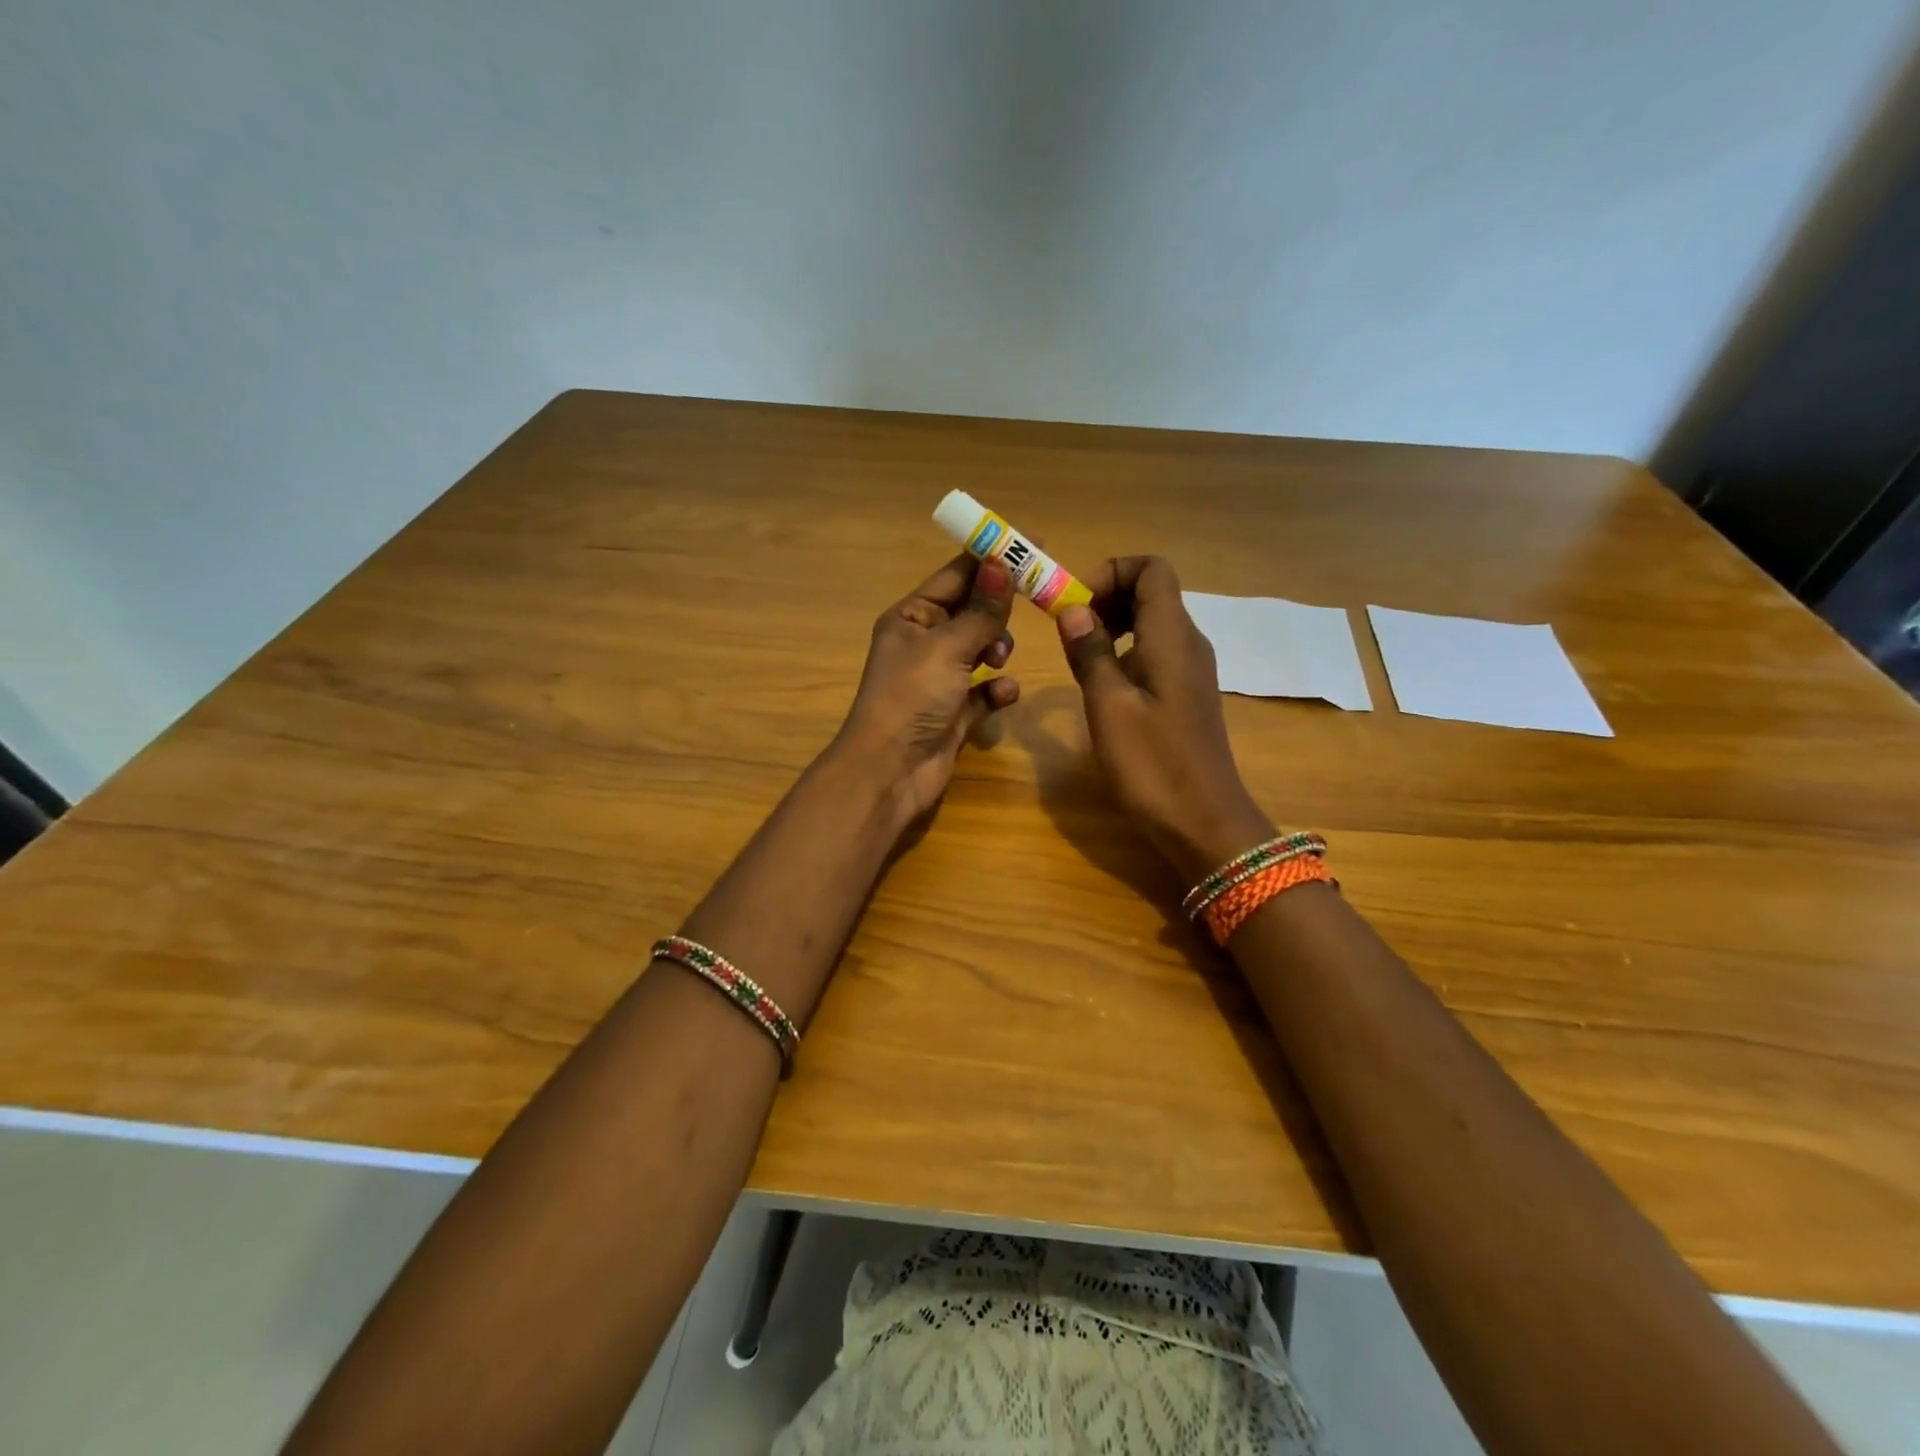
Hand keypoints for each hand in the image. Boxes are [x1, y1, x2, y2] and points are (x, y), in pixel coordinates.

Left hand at [831, 551, 1021, 826]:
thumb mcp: (947, 646)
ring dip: (997, 648)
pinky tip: (1003, 694)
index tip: (1032, 543)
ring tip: (999, 658)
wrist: (891, 771)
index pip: (956, 575)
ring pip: (981, 648)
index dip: (991, 558)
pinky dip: (997, 689)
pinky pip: (985, 690)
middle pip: (972, 610)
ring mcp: (939, 679)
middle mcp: (924, 643)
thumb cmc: (911, 697)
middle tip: (1034, 601)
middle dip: (998, 608)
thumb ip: (981, 610)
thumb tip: (1002, 564)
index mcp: (911, 617)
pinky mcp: (955, 712)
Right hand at [1055, 556, 1273, 881]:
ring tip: (1079, 657)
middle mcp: (1188, 643)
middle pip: (1151, 591)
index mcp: (1172, 637)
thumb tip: (1073, 609)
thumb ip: (1090, 652)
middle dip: (1106, 597)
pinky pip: (1155, 652)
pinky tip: (1103, 687)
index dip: (1110, 573)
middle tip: (1069, 631)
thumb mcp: (1109, 707)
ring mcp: (1191, 670)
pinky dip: (1125, 652)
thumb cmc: (1153, 764)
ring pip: (1152, 623)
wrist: (1204, 822)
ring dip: (1113, 626)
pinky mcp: (1186, 695)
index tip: (1075, 606)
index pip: (1151, 568)